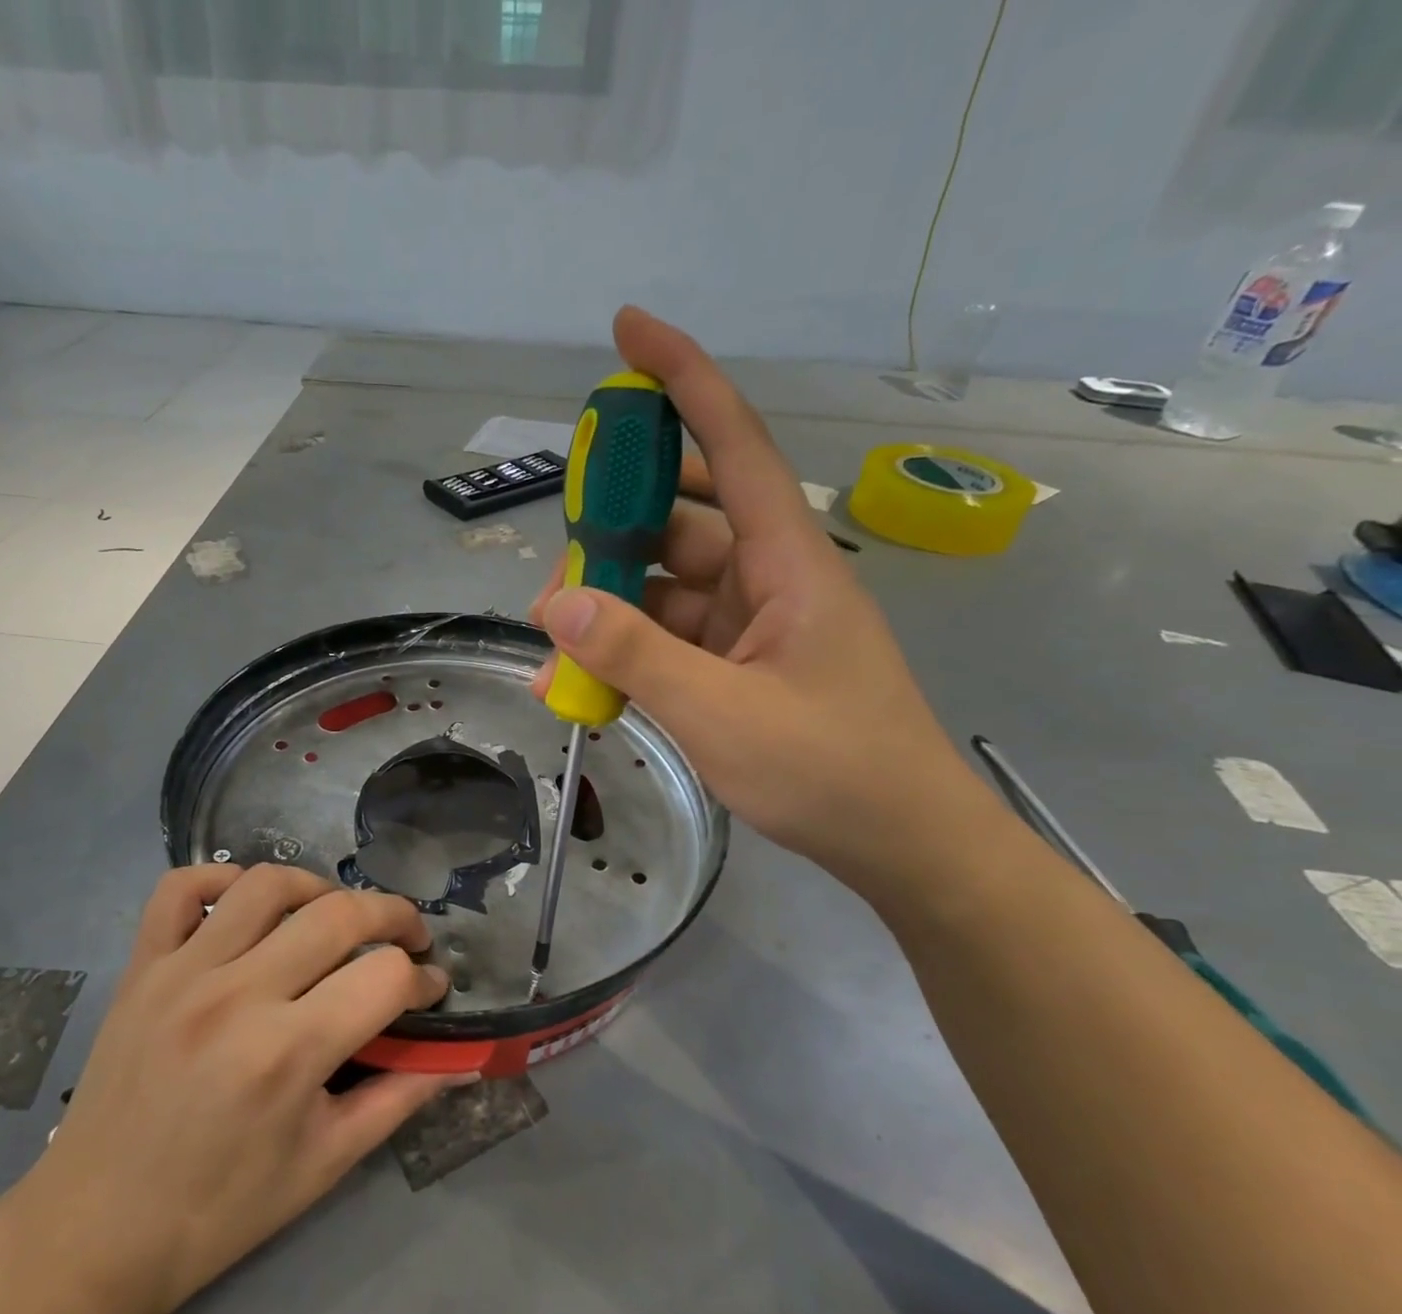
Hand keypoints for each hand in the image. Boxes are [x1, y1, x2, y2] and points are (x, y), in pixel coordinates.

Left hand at [16, 865, 458, 1313]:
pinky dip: (222, 878)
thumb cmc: (220, 1209)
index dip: (424, 979)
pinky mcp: (142, 966)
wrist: (96, 1229)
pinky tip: (249, 905)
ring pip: (268, 884)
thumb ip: (398, 1099)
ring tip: (335, 916)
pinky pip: (181, 888)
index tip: (431, 993)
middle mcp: (238, 994)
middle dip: (395, 916)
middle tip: (408, 939)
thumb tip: (458, 1061)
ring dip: (320, 888)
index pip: (385, 977)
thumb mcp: (324, 1164)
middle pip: (340, 914)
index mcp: (288, 1053)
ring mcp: (183, 971)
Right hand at [531, 307, 983, 891]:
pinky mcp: (741, 665)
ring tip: (551, 634)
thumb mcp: (719, 712)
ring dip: (611, 602)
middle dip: (617, 523)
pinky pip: (672, 636)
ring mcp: (755, 624)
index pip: (735, 442)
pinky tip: (584, 677)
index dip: (683, 379)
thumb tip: (552, 603)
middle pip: (684, 517)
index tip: (628, 330)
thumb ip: (632, 655)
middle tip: (559, 549)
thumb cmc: (829, 771)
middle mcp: (771, 577)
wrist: (901, 845)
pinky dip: (628, 648)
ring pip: (668, 584)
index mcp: (788, 561)